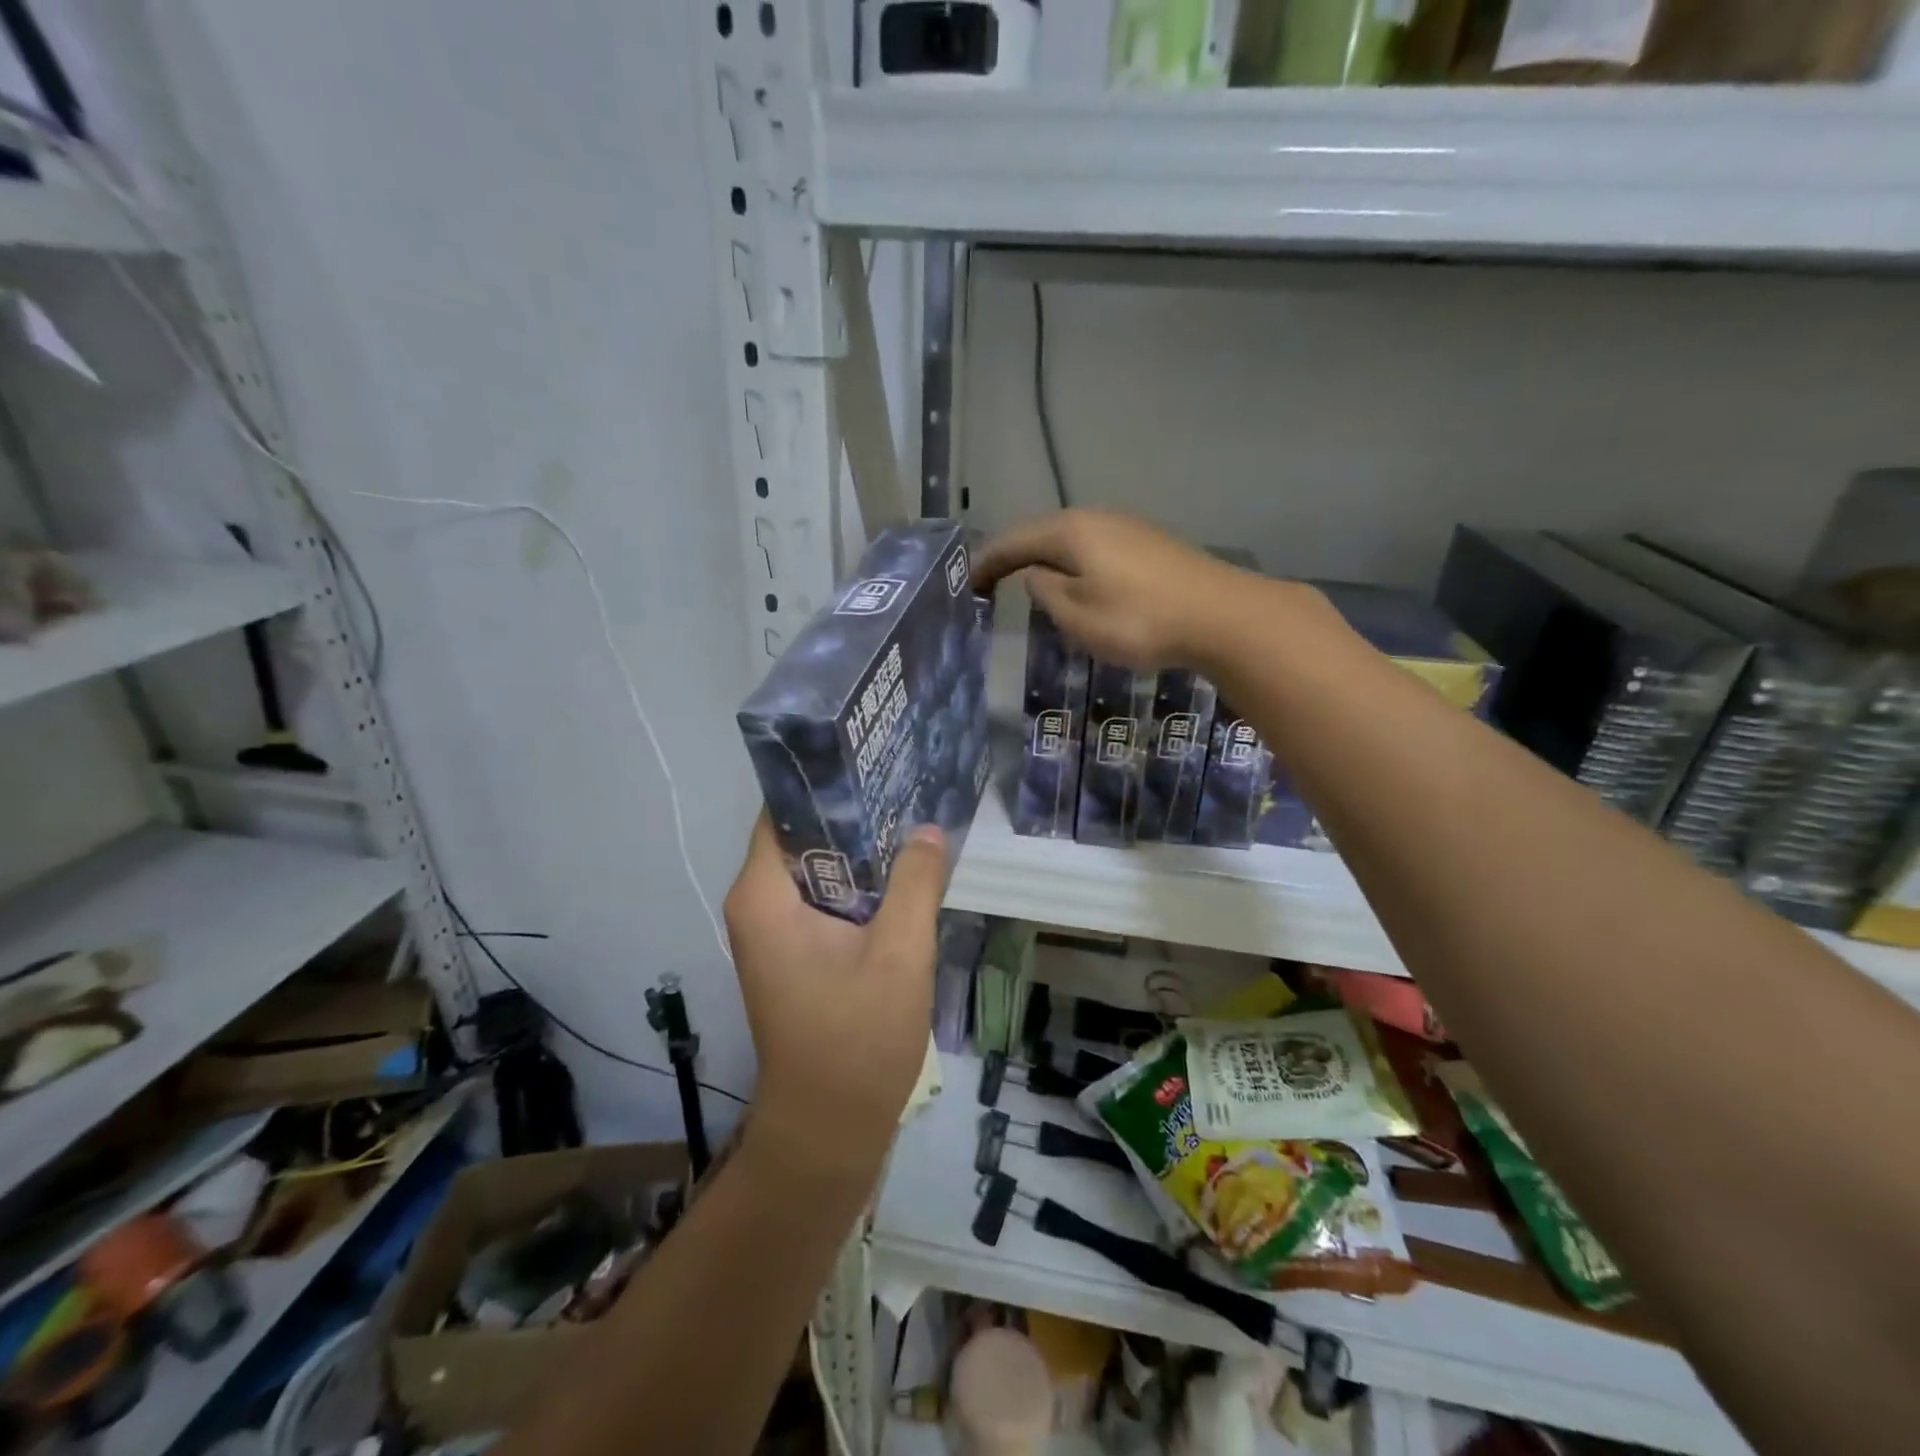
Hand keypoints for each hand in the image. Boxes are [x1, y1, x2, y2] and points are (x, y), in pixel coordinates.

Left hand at [724, 814, 945, 1180]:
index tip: (874, 759)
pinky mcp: (792, 952)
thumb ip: (915, 883)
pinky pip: (823, 897)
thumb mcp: (899, 954)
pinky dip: (857, 884)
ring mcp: (772, 930)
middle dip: (853, 813)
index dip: (827, 783)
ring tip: (911, 821)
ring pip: (817, 867)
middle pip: (802, 835)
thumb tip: (930, 829)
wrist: (828, 1130)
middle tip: (906, 786)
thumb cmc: (857, 1040)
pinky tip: (902, 875)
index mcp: (763, 896)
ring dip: (860, 851)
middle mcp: (756, 905)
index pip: (785, 811)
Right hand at [972, 509, 1256, 669]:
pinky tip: (1081, 586)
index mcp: (1070, 532)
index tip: (968, 584)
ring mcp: (1128, 529)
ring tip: (1031, 585)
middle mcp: (1096, 519)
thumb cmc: (1139, 620)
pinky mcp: (1151, 546)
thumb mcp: (1077, 615)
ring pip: (1073, 542)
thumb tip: (1036, 576)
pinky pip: (1097, 551)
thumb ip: (1046, 593)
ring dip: (1047, 561)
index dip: (987, 562)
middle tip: (993, 584)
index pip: (1014, 541)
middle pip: (1043, 534)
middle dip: (1015, 558)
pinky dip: (1076, 566)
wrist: (1222, 616)